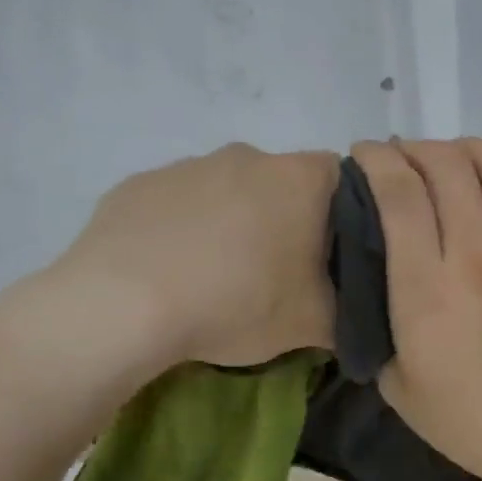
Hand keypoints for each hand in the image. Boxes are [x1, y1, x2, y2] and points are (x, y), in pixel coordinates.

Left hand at [7, 144, 337, 390]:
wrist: (123, 305)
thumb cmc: (236, 303)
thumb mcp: (315, 324)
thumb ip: (352, 312)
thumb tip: (358, 314)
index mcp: (299, 178)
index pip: (345, 179)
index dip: (345, 217)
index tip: (330, 257)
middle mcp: (248, 156)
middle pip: (283, 183)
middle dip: (286, 219)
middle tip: (276, 272)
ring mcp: (188, 165)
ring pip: (228, 189)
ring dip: (232, 222)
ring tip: (217, 277)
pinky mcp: (139, 184)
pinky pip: (178, 203)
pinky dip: (184, 228)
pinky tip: (172, 270)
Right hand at [350, 134, 481, 480]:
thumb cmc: (464, 418)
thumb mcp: (393, 380)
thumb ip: (375, 319)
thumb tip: (367, 270)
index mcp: (426, 291)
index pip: (399, 196)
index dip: (376, 160)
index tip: (363, 156)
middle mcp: (477, 257)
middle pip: (446, 168)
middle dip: (415, 148)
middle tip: (403, 159)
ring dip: (466, 146)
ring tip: (449, 155)